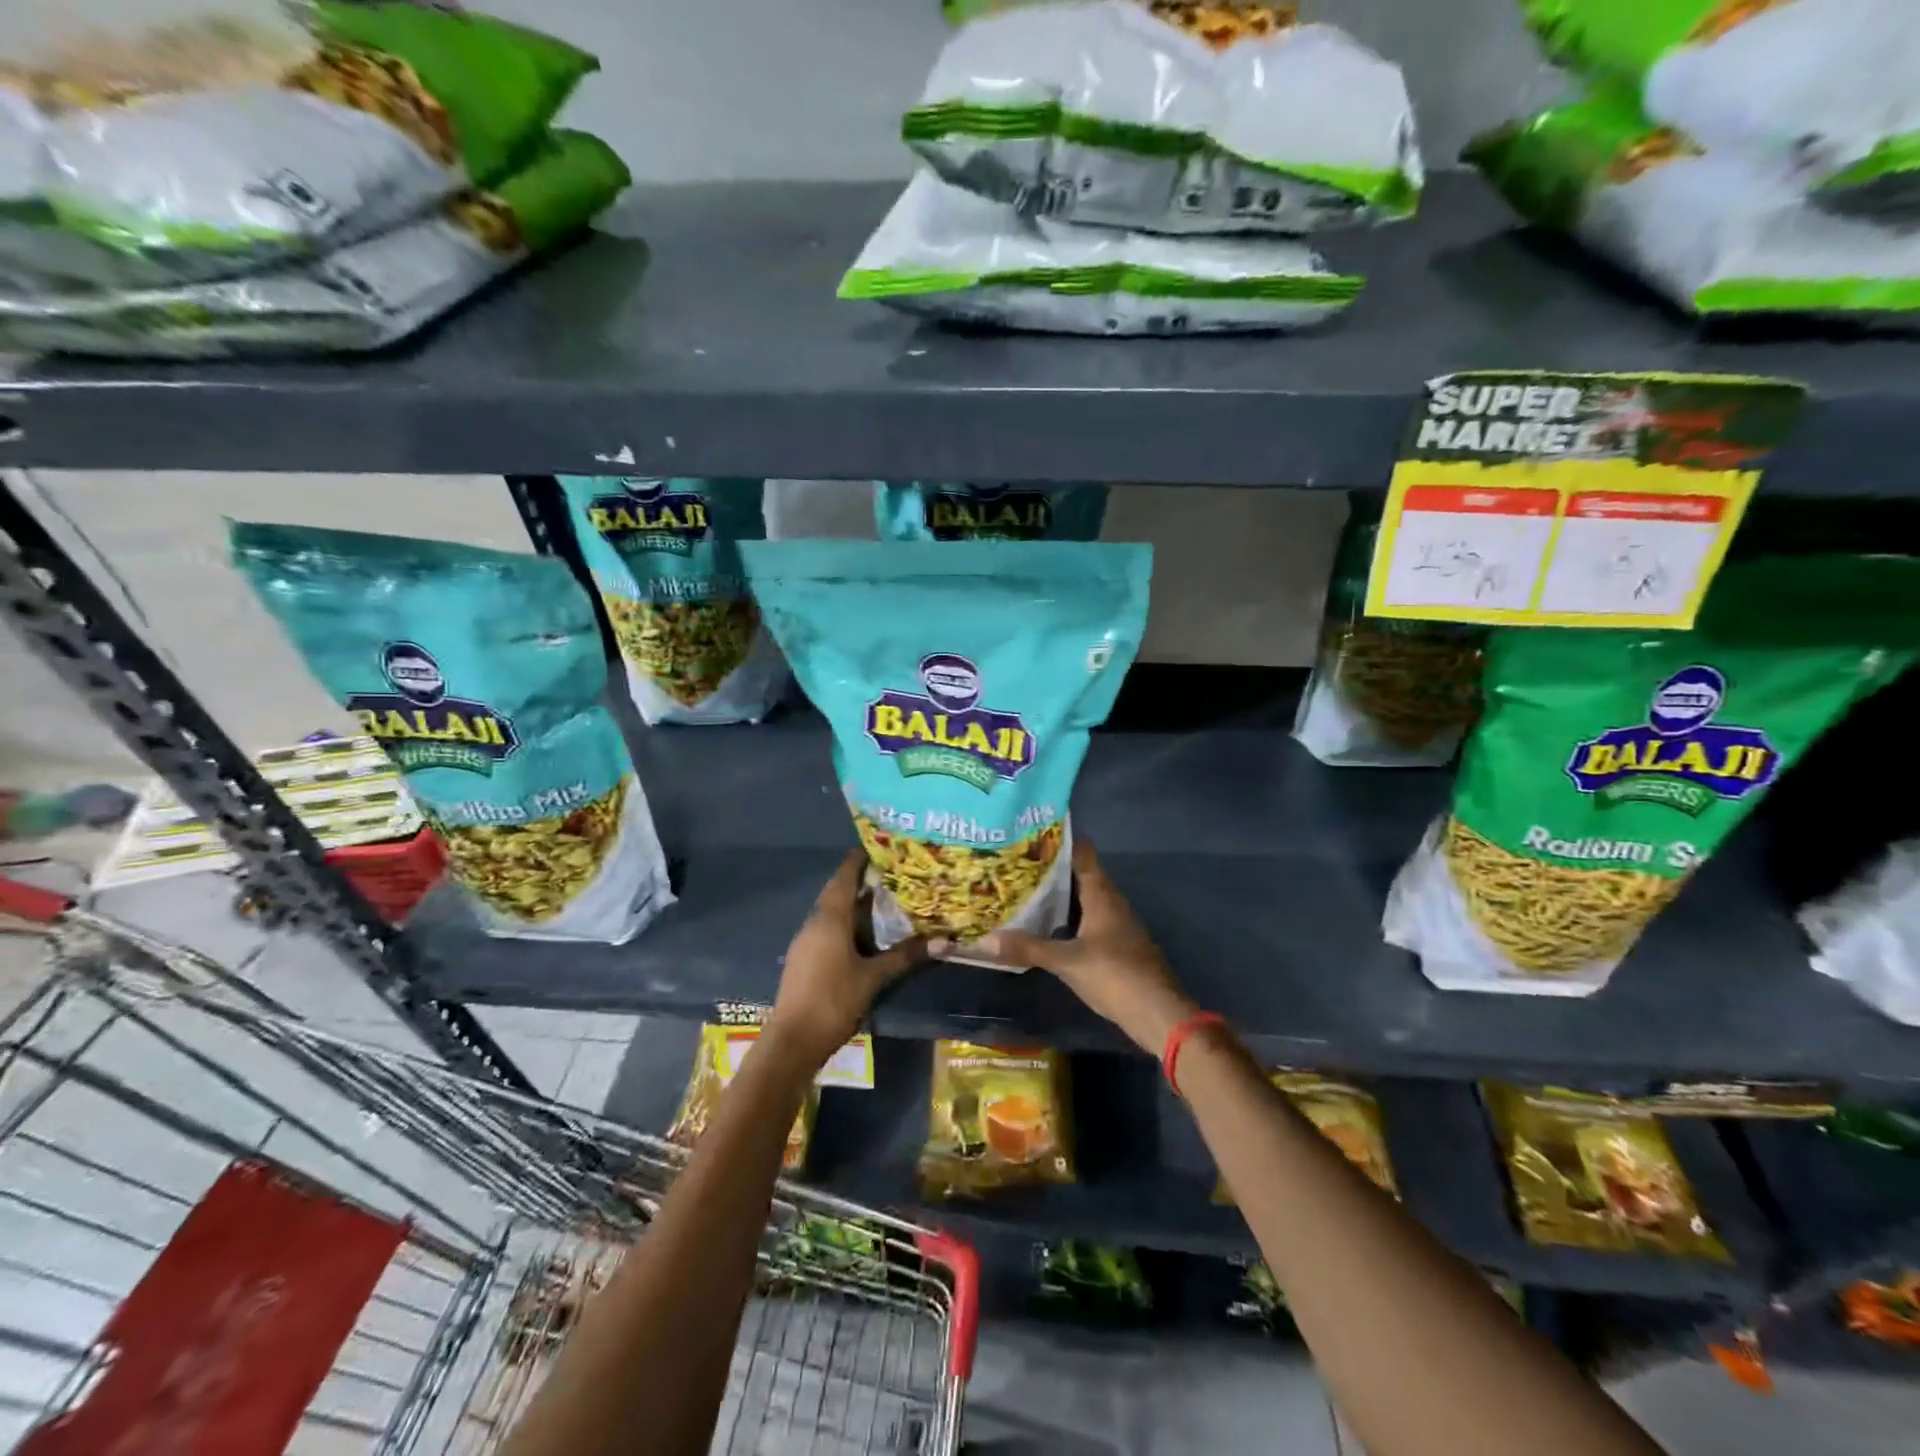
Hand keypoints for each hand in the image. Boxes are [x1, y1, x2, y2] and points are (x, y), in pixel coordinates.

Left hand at [765, 852, 925, 1067]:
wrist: (792, 1041)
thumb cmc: (834, 1000)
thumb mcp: (874, 977)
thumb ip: (906, 956)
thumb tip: (945, 941)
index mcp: (830, 918)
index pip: (844, 876)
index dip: (859, 859)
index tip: (881, 848)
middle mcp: (814, 922)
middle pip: (836, 891)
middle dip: (860, 880)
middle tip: (889, 873)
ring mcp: (805, 941)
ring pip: (830, 912)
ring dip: (852, 903)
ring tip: (882, 899)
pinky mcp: (803, 958)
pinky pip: (826, 929)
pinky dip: (845, 923)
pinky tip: (863, 934)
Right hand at [929, 840, 1196, 1054]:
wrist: (1159, 1014)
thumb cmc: (1116, 976)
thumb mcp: (1067, 962)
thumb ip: (1029, 948)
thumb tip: (985, 939)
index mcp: (1102, 895)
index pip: (1082, 853)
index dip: (1058, 841)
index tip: (1029, 835)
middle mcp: (1111, 902)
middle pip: (1080, 874)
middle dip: (1050, 868)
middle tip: (1015, 862)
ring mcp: (1116, 924)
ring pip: (1083, 897)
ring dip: (1058, 893)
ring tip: (1023, 889)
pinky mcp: (1116, 944)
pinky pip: (1087, 918)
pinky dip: (1067, 916)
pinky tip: (1046, 925)